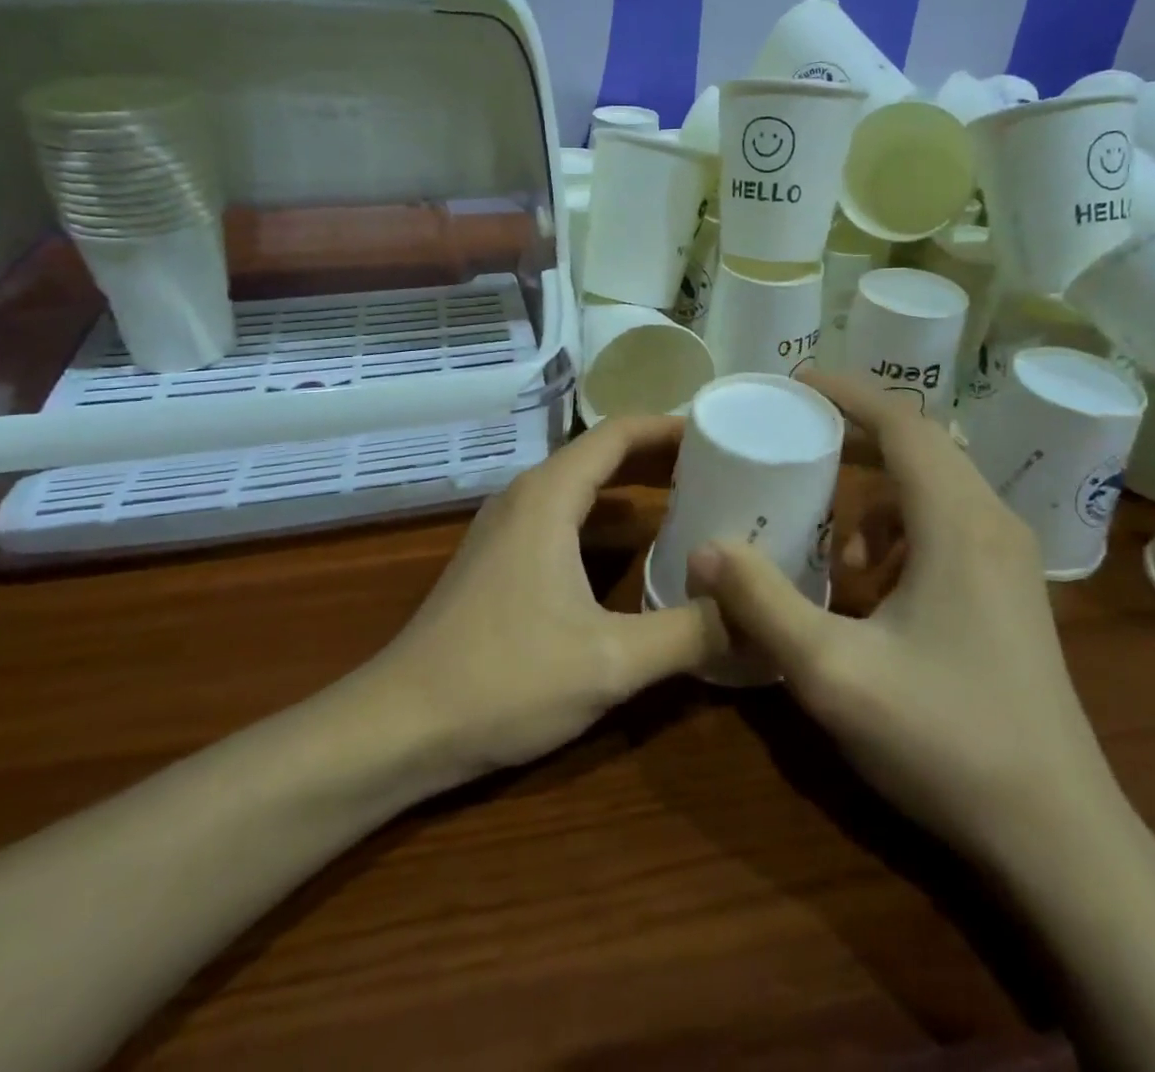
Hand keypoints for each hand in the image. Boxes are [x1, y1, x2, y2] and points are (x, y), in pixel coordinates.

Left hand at [376, 415, 726, 777]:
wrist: (400, 726)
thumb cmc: (505, 680)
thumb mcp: (612, 661)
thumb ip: (690, 633)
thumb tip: (754, 616)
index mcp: (549, 497)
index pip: (618, 434)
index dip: (669, 428)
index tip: (718, 433)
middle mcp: (525, 498)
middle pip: (600, 456)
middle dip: (659, 458)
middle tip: (720, 469)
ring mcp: (506, 530)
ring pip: (580, 490)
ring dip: (632, 491)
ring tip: (691, 504)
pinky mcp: (499, 561)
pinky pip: (563, 520)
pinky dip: (604, 523)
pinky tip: (636, 555)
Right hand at [688, 373, 1119, 858]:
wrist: (1057, 833)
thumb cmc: (945, 740)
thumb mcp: (832, 672)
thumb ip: (762, 603)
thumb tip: (705, 549)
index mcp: (958, 523)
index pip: (903, 424)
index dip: (848, 394)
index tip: (795, 383)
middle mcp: (992, 524)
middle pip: (920, 447)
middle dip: (853, 438)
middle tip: (794, 444)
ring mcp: (1009, 559)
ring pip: (934, 489)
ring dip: (876, 498)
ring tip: (832, 548)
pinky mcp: (1012, 592)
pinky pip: (948, 526)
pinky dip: (900, 533)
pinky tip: (873, 590)